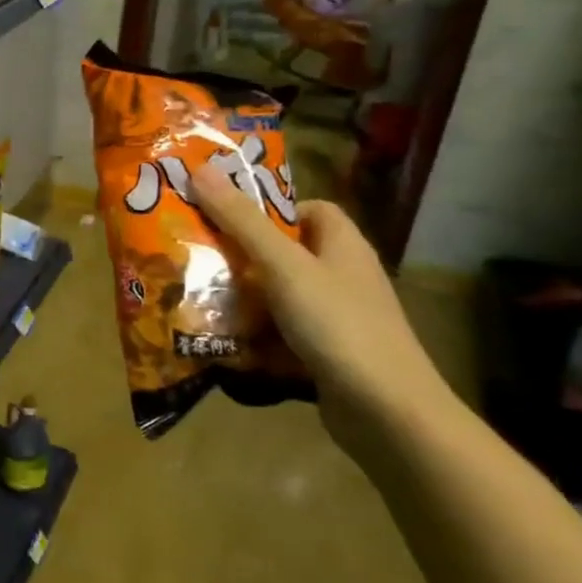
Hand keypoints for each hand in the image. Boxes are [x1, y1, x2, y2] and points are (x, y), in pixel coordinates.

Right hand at [189, 168, 455, 440]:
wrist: (387, 413)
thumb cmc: (337, 324)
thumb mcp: (283, 265)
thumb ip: (241, 220)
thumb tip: (199, 169)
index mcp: (342, 245)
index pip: (308, 209)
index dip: (269, 207)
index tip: (225, 215)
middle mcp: (342, 276)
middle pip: (286, 252)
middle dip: (241, 253)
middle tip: (195, 252)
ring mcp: (336, 318)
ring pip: (278, 295)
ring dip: (241, 296)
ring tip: (194, 293)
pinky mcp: (325, 354)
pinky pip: (280, 333)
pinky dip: (253, 334)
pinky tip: (219, 338)